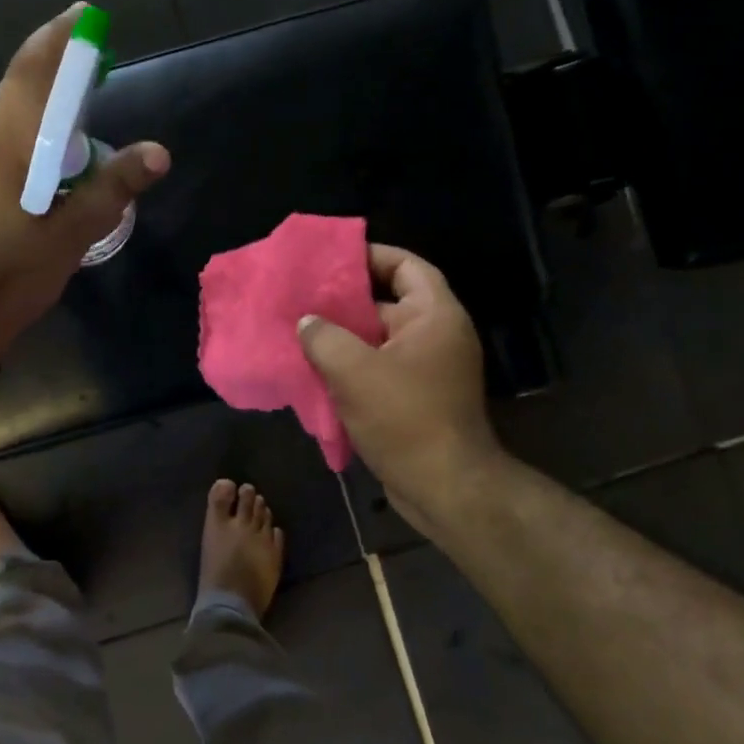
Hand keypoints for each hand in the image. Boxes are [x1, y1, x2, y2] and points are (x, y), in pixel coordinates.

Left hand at [0, 5, 169, 358]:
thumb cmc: (15, 272)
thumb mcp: (73, 231)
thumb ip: (114, 187)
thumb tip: (158, 152)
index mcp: (4, 141)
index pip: (31, 70)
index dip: (59, 38)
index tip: (84, 16)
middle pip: (19, 92)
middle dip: (57, 77)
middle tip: (95, 78)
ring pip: (7, 124)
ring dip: (42, 116)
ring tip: (79, 133)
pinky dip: (26, 144)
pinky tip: (46, 174)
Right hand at [298, 244, 510, 536]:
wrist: (444, 487)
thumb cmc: (405, 418)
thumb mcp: (354, 371)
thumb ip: (324, 337)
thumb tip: (307, 323)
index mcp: (434, 316)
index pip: (406, 266)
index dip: (370, 256)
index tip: (329, 261)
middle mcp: (436, 336)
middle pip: (387, 303)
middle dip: (344, 302)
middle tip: (301, 299)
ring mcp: (427, 370)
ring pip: (377, 341)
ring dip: (341, 339)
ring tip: (299, 334)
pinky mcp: (416, 399)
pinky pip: (378, 371)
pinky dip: (350, 368)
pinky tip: (314, 372)